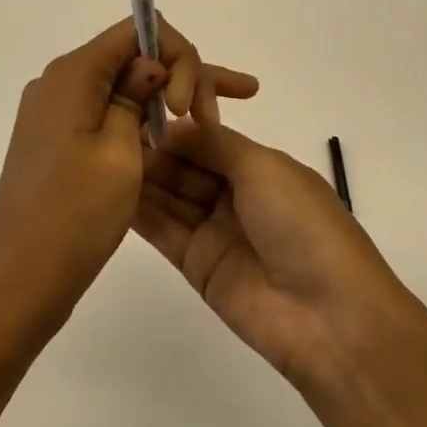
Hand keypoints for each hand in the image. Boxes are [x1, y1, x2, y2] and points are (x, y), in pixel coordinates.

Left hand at [0, 19, 258, 335]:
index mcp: (72, 74)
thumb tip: (150, 64)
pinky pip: (107, 114)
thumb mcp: (120, 152)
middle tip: (214, 121)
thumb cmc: (74, 216)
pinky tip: (171, 141)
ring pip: (123, 87)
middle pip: (131, 56)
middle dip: (179, 76)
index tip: (188, 106)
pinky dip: (141, 121)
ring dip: (164, 100)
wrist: (18, 283)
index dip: (176, 54)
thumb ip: (137, 95)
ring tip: (209, 126)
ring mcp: (55, 114)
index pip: (135, 30)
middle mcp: (59, 83)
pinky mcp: (58, 141)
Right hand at [132, 123, 411, 386]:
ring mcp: (216, 232)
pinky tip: (109, 192)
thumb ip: (214, 143)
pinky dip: (140, 213)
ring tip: (99, 156)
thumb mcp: (263, 167)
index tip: (136, 112)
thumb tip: (174, 126)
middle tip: (108, 133)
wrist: (327, 315)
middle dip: (154, 151)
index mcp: (261, 167)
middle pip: (187, 167)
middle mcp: (237, 196)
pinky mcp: (198, 267)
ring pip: (172, 198)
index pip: (208, 140)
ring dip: (143, 179)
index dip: (175, 129)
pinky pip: (165, 232)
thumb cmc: (301, 223)